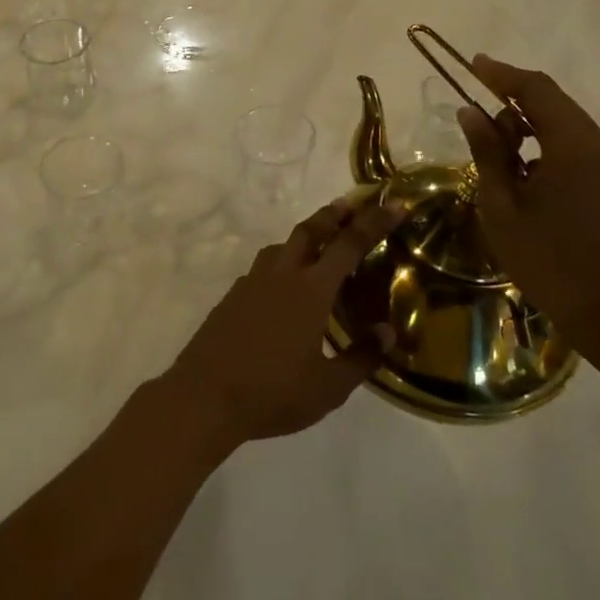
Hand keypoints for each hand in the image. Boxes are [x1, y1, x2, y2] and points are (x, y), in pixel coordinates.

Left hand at [165, 198, 403, 449]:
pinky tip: (282, 285)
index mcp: (310, 290)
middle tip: (350, 204)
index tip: (394, 203)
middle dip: (333, 214)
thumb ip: (361, 357)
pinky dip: (280, 263)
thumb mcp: (329, 387)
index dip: (374, 221)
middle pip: (310, 231)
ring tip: (317, 242)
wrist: (205, 395)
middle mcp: (281, 275)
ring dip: (303, 236)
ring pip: (281, 246)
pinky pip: (262, 267)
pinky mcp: (233, 296)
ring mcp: (252, 283)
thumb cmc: (274, 392)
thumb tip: (387, 332)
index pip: (349, 245)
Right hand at [456, 55, 599, 341]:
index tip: (473, 64)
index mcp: (573, 146)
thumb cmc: (547, 260)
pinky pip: (576, 145)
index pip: (537, 90)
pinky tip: (522, 167)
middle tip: (476, 111)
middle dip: (514, 98)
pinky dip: (546, 142)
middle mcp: (599, 145)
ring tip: (494, 145)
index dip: (502, 74)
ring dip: (529, 122)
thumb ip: (488, 153)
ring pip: (566, 123)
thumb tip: (471, 112)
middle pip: (554, 102)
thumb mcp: (502, 206)